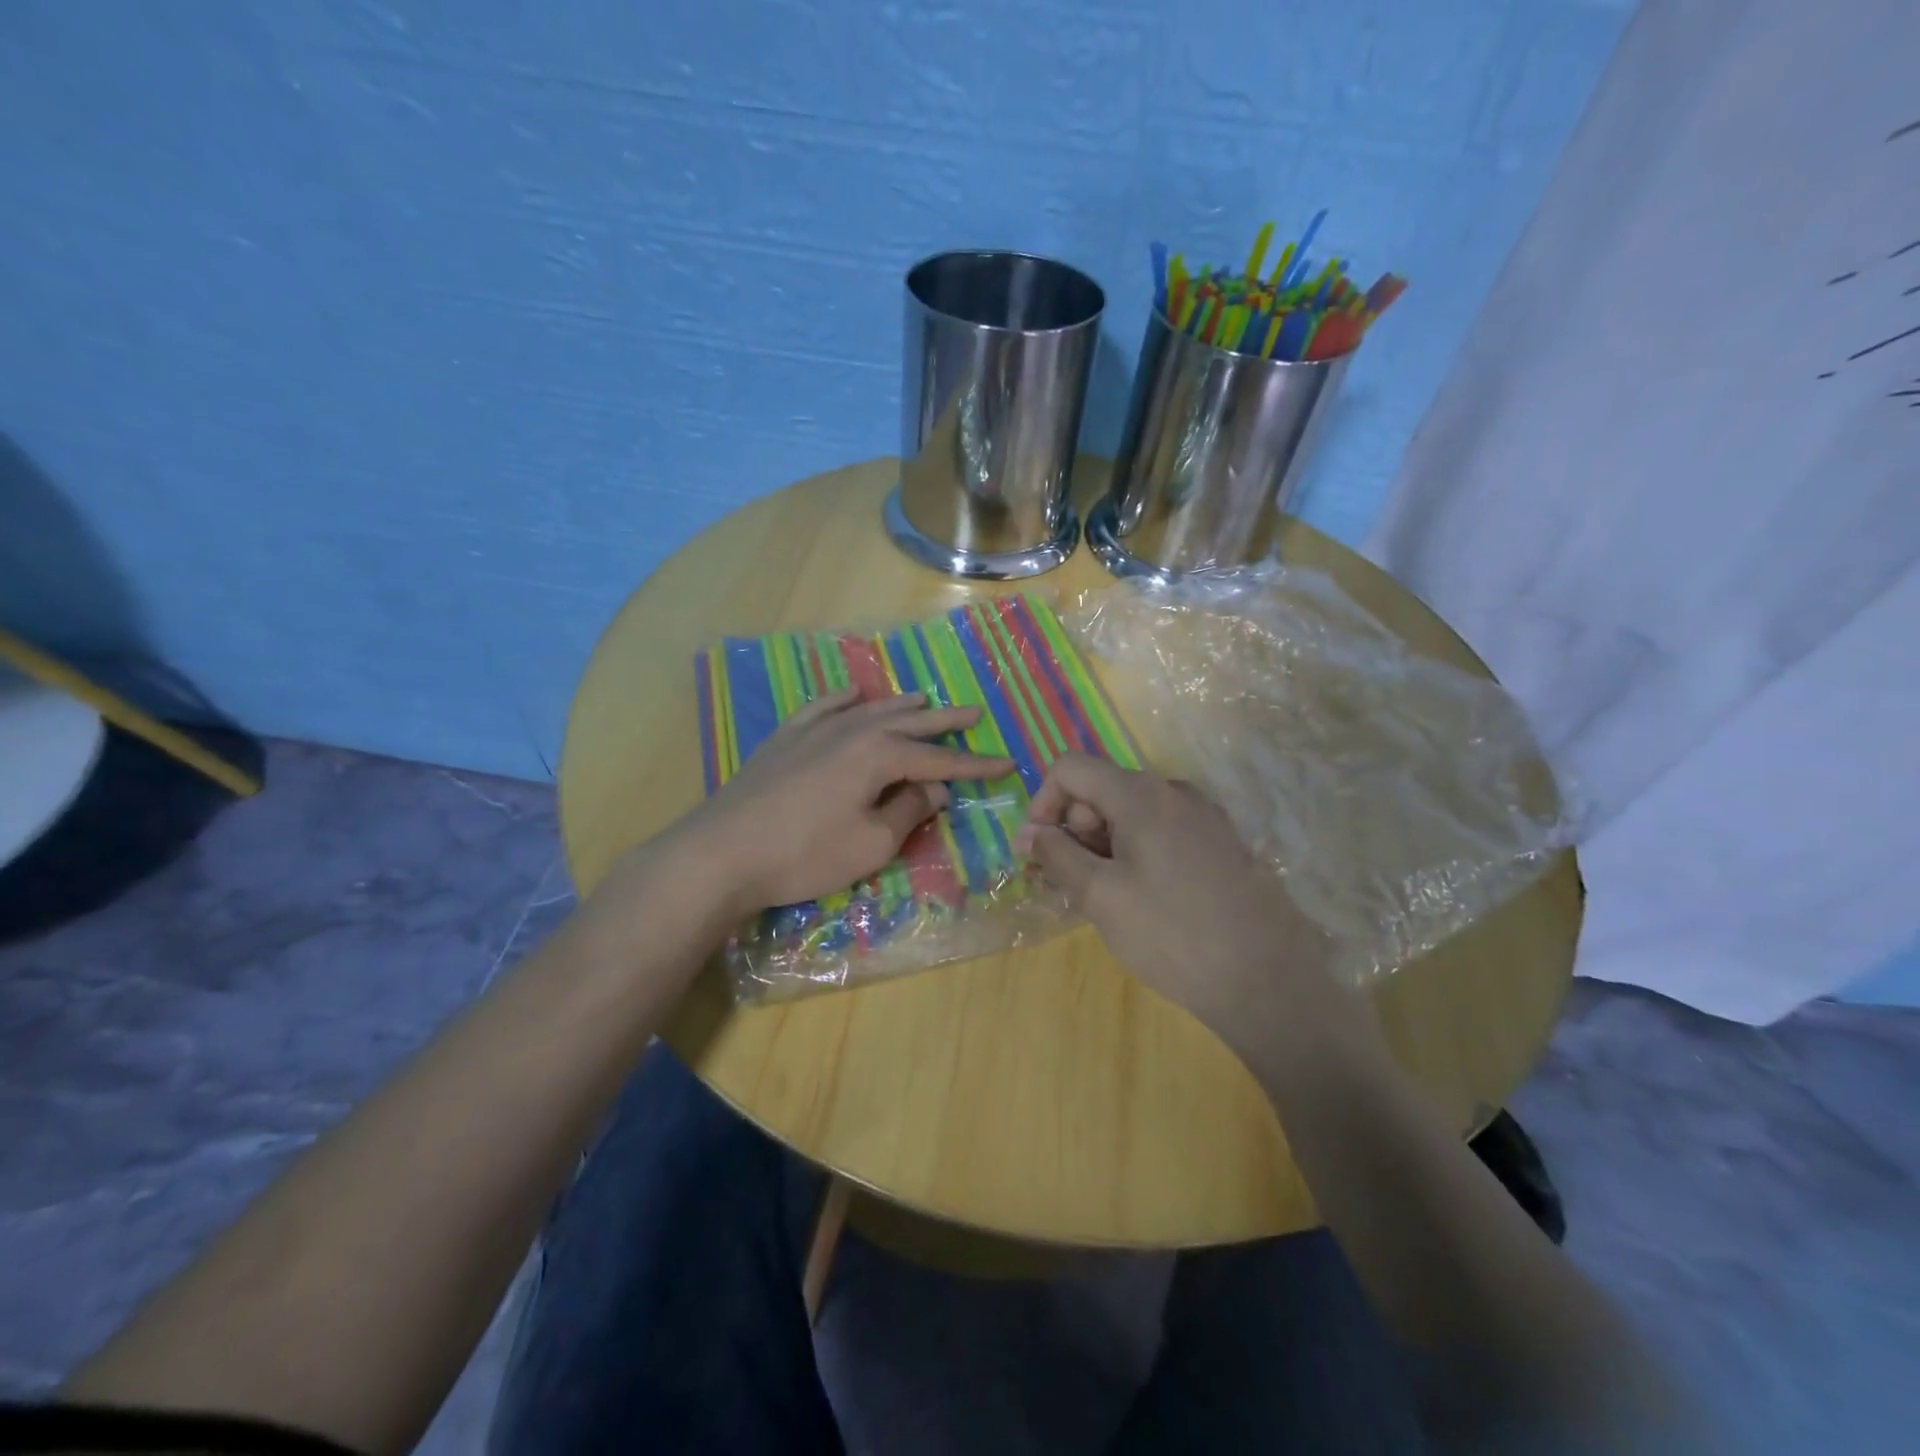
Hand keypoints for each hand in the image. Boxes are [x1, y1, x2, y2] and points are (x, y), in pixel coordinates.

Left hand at [677, 688, 1013, 917]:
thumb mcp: (871, 843)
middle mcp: (851, 730)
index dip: (974, 764)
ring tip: (923, 699)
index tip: (1005, 762)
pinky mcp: (784, 739)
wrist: (722, 852)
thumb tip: (935, 787)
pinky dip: (842, 699)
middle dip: (944, 721)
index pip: (939, 758)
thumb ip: (909, 810)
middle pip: (908, 722)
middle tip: (974, 711)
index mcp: (879, 754)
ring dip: (899, 705)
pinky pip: (821, 708)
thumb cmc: (805, 854)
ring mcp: (814, 730)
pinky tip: (851, 693)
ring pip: (868, 710)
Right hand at [1016, 753, 1340, 1056]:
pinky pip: (1162, 830)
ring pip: (1132, 812)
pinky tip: (1143, 897)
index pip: (1070, 768)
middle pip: (1102, 788)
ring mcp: (1204, 815)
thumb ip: (1057, 854)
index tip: (1040, 849)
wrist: (1267, 981)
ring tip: (1106, 897)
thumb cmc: (1171, 934)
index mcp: (1142, 794)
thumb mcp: (1100, 895)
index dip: (1043, 802)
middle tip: (1074, 882)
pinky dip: (1136, 851)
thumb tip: (1029, 832)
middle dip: (1075, 827)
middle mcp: (1174, 791)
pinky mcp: (1221, 842)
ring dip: (1104, 843)